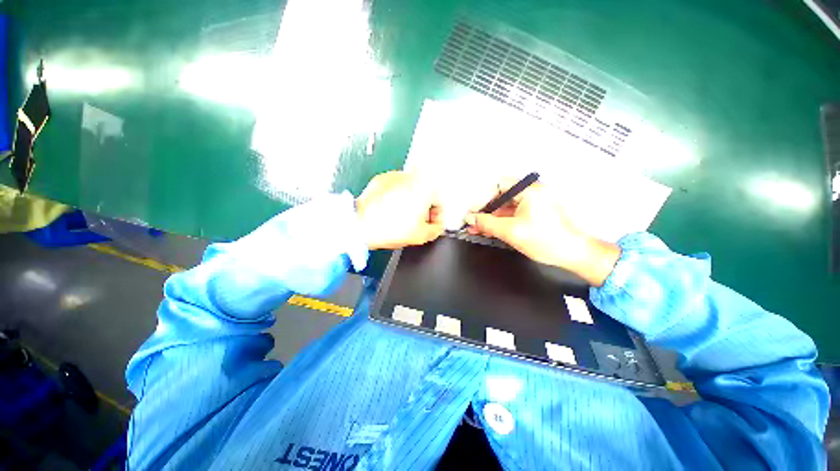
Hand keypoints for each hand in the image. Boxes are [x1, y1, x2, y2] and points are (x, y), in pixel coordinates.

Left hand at [356, 171, 443, 249]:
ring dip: (409, 202)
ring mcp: (395, 176)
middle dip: (423, 208)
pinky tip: (389, 211)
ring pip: (410, 190)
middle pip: (425, 194)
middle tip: (416, 222)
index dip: (436, 216)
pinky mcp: (382, 179)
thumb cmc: (389, 228)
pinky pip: (395, 189)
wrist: (361, 224)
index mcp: (426, 188)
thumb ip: (437, 229)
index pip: (439, 202)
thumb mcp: (421, 235)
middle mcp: (412, 177)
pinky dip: (395, 197)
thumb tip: (436, 226)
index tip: (431, 223)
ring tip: (400, 217)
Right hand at [463, 179, 619, 285]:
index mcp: (530, 190)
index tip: (473, 212)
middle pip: (500, 196)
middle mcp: (531, 193)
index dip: (483, 199)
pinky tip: (488, 230)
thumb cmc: (548, 240)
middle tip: (472, 221)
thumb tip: (471, 218)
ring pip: (504, 207)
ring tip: (476, 228)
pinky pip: (511, 214)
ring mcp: (532, 204)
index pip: (498, 186)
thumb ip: (487, 223)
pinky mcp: (532, 214)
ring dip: (490, 218)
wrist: (572, 254)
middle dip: (484, 210)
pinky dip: (499, 222)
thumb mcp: (511, 231)